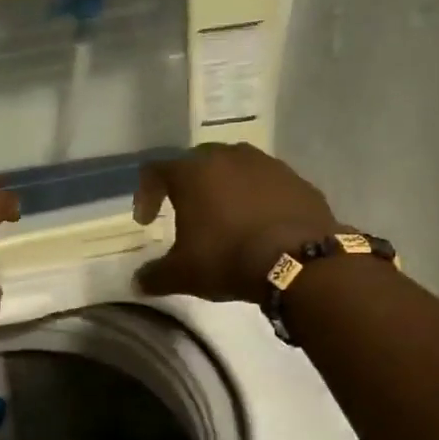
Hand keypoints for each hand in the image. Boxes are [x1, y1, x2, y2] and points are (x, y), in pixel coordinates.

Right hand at [132, 143, 340, 303]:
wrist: (300, 261)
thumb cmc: (228, 258)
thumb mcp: (182, 274)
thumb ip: (154, 276)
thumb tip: (138, 282)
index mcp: (192, 173)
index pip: (156, 171)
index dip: (145, 194)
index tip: (147, 221)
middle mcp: (227, 157)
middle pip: (196, 162)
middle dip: (186, 186)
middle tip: (184, 212)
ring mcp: (267, 164)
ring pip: (234, 168)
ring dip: (224, 188)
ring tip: (224, 217)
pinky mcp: (297, 179)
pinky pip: (266, 183)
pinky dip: (256, 198)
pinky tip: (258, 224)